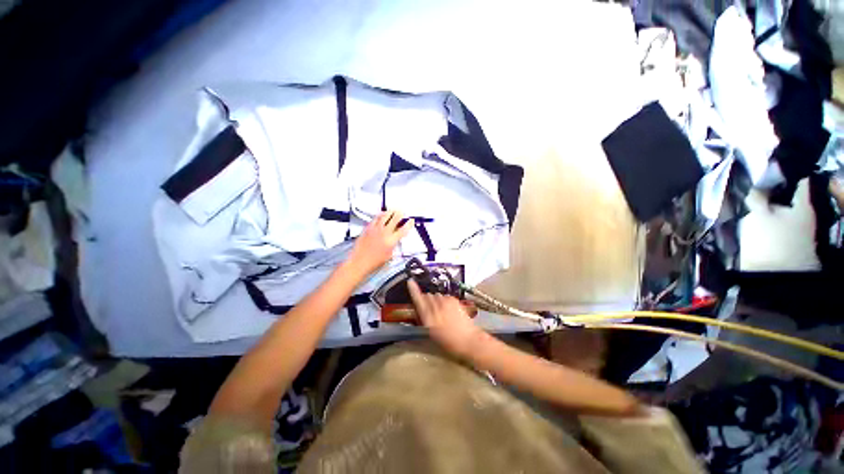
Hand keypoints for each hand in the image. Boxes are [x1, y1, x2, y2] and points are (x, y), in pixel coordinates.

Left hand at [347, 211, 411, 276]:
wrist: (359, 262)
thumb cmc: (373, 262)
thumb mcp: (389, 255)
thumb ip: (394, 246)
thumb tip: (395, 240)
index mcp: (391, 241)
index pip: (403, 230)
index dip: (409, 224)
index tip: (411, 221)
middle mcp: (384, 233)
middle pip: (394, 219)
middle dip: (400, 214)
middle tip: (402, 212)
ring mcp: (375, 230)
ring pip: (384, 216)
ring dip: (390, 212)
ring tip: (393, 210)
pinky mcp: (367, 229)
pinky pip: (375, 219)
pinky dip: (379, 215)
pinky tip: (381, 214)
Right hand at [408, 279, 485, 358]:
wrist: (469, 339)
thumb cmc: (449, 342)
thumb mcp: (432, 333)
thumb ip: (425, 319)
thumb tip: (420, 310)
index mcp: (428, 318)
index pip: (418, 299)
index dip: (413, 290)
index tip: (410, 281)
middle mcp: (436, 307)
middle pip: (427, 295)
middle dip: (426, 300)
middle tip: (430, 309)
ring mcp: (445, 302)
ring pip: (436, 295)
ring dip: (435, 300)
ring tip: (441, 310)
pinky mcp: (454, 299)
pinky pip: (444, 296)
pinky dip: (444, 300)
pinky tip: (448, 309)